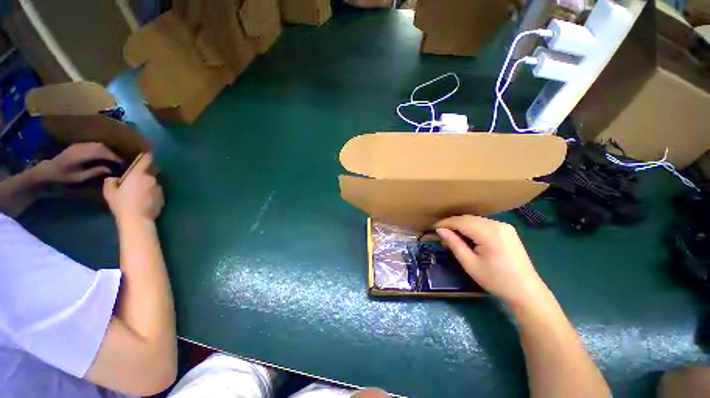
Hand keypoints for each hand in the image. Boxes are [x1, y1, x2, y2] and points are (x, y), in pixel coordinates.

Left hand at [35, 143, 121, 183]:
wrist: (47, 171)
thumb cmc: (63, 177)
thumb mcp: (79, 177)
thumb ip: (94, 172)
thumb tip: (110, 169)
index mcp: (81, 155)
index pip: (101, 152)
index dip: (113, 157)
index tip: (122, 163)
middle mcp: (81, 147)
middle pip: (101, 147)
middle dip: (112, 153)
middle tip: (120, 161)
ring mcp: (79, 145)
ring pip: (98, 145)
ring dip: (108, 151)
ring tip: (113, 159)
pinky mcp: (78, 146)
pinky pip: (93, 145)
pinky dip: (102, 150)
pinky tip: (104, 156)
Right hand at [103, 154, 162, 221]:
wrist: (138, 218)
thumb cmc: (121, 203)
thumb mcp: (109, 191)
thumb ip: (111, 181)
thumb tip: (114, 178)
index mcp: (139, 174)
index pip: (146, 159)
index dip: (146, 156)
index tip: (146, 153)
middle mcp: (152, 179)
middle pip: (150, 172)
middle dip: (145, 173)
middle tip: (136, 179)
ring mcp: (159, 188)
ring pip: (154, 183)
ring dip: (149, 184)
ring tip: (140, 192)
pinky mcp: (163, 197)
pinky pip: (157, 192)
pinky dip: (152, 193)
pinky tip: (145, 200)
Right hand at [435, 215, 546, 305]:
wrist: (526, 291)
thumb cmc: (496, 280)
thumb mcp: (470, 263)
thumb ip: (454, 243)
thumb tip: (439, 230)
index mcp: (489, 233)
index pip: (461, 221)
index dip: (445, 223)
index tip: (433, 228)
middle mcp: (498, 224)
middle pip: (468, 219)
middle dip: (452, 224)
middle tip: (440, 234)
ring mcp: (504, 226)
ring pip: (475, 220)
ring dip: (461, 225)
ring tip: (451, 236)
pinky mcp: (507, 230)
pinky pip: (484, 224)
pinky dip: (472, 228)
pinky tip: (467, 236)